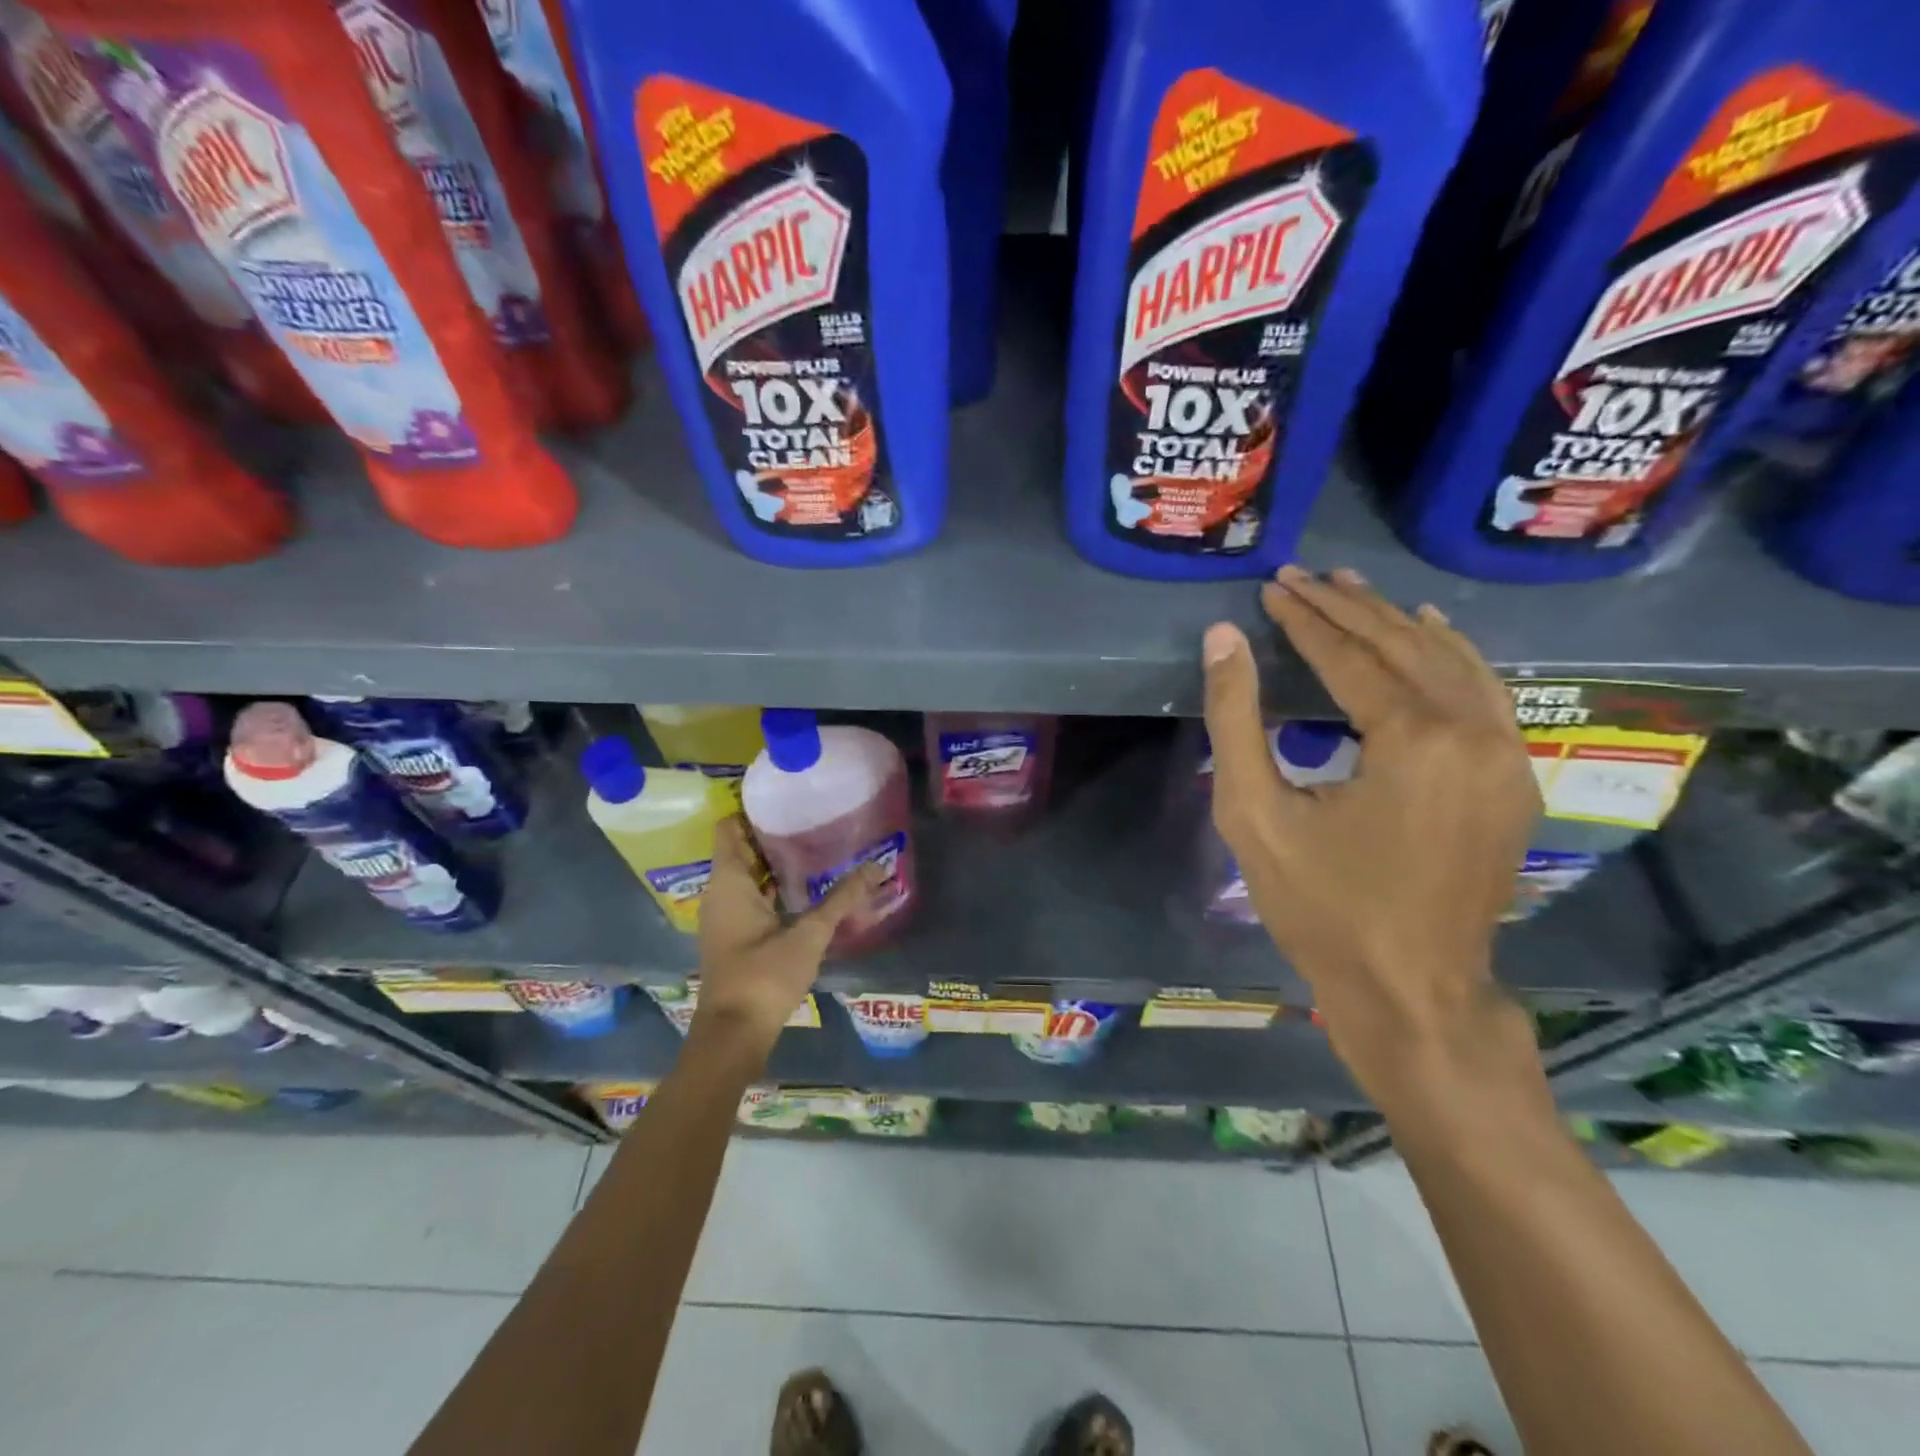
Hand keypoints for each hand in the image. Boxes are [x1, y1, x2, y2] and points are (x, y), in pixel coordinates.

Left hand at [690, 817, 878, 1056]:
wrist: (733, 1035)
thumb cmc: (764, 976)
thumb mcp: (809, 935)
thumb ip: (842, 899)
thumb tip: (876, 868)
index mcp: (729, 882)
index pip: (730, 828)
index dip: (751, 809)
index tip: (785, 797)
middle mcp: (720, 893)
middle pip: (740, 848)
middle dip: (771, 833)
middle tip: (810, 817)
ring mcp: (724, 915)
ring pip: (746, 874)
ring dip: (773, 861)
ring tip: (813, 844)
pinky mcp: (733, 935)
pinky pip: (750, 894)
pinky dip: (771, 885)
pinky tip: (803, 887)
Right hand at [1201, 566, 1542, 1104]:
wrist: (1411, 990)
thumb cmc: (1321, 907)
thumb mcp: (1254, 813)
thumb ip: (1235, 719)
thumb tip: (1222, 638)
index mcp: (1412, 738)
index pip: (1351, 655)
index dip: (1304, 619)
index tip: (1270, 588)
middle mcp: (1473, 731)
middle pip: (1403, 646)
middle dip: (1347, 607)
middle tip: (1301, 576)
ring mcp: (1507, 754)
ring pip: (1450, 661)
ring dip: (1396, 620)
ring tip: (1353, 586)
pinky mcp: (1514, 778)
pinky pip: (1484, 692)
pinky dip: (1451, 653)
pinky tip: (1429, 630)